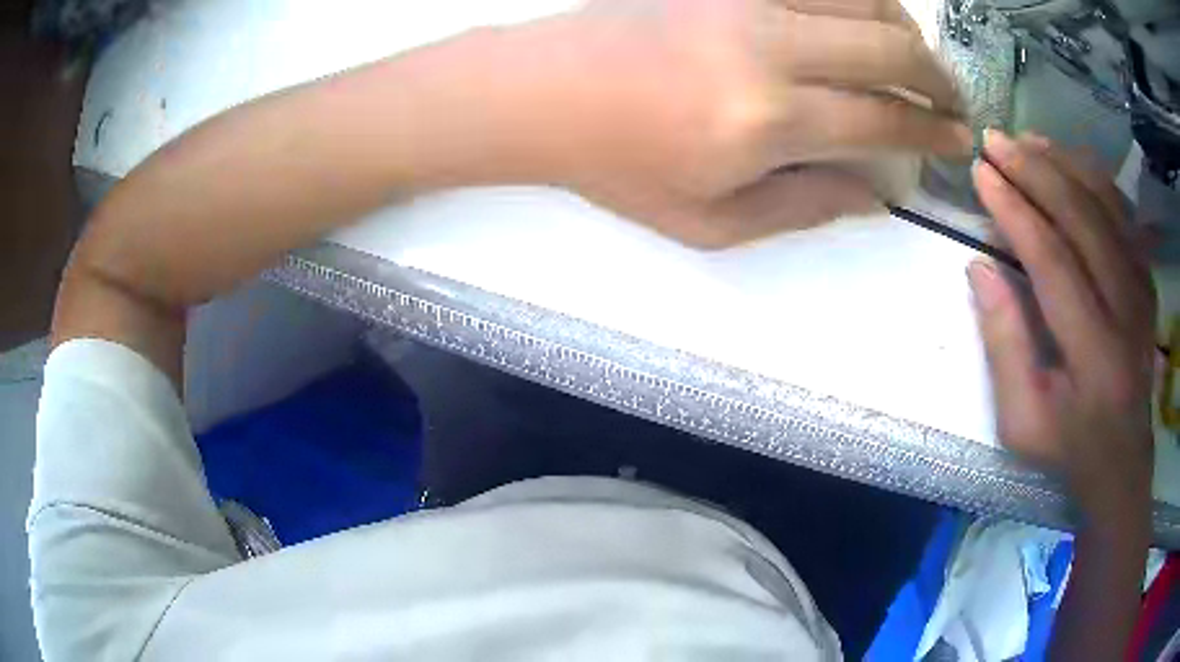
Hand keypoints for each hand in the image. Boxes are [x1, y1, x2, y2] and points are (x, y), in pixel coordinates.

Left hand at [518, 0, 971, 247]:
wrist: (543, 94)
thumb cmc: (620, 165)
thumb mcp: (711, 221)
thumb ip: (805, 207)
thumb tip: (875, 196)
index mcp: (768, 120)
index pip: (884, 120)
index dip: (932, 132)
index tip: (958, 140)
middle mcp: (769, 46)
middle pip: (891, 47)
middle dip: (938, 78)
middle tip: (952, 99)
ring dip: (905, 28)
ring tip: (916, 57)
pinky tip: (863, 15)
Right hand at [969, 130, 1154, 520]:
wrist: (1122, 460)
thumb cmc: (1068, 447)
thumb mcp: (1022, 420)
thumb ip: (1003, 344)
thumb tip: (979, 267)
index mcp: (1094, 356)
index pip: (1053, 261)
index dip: (1015, 210)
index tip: (980, 173)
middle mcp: (1126, 313)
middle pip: (1083, 219)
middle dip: (1036, 170)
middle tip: (995, 140)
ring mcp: (1142, 291)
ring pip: (1107, 204)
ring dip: (1065, 163)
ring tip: (1027, 140)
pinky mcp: (1147, 281)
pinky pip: (1123, 212)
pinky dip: (1096, 177)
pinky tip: (1070, 160)